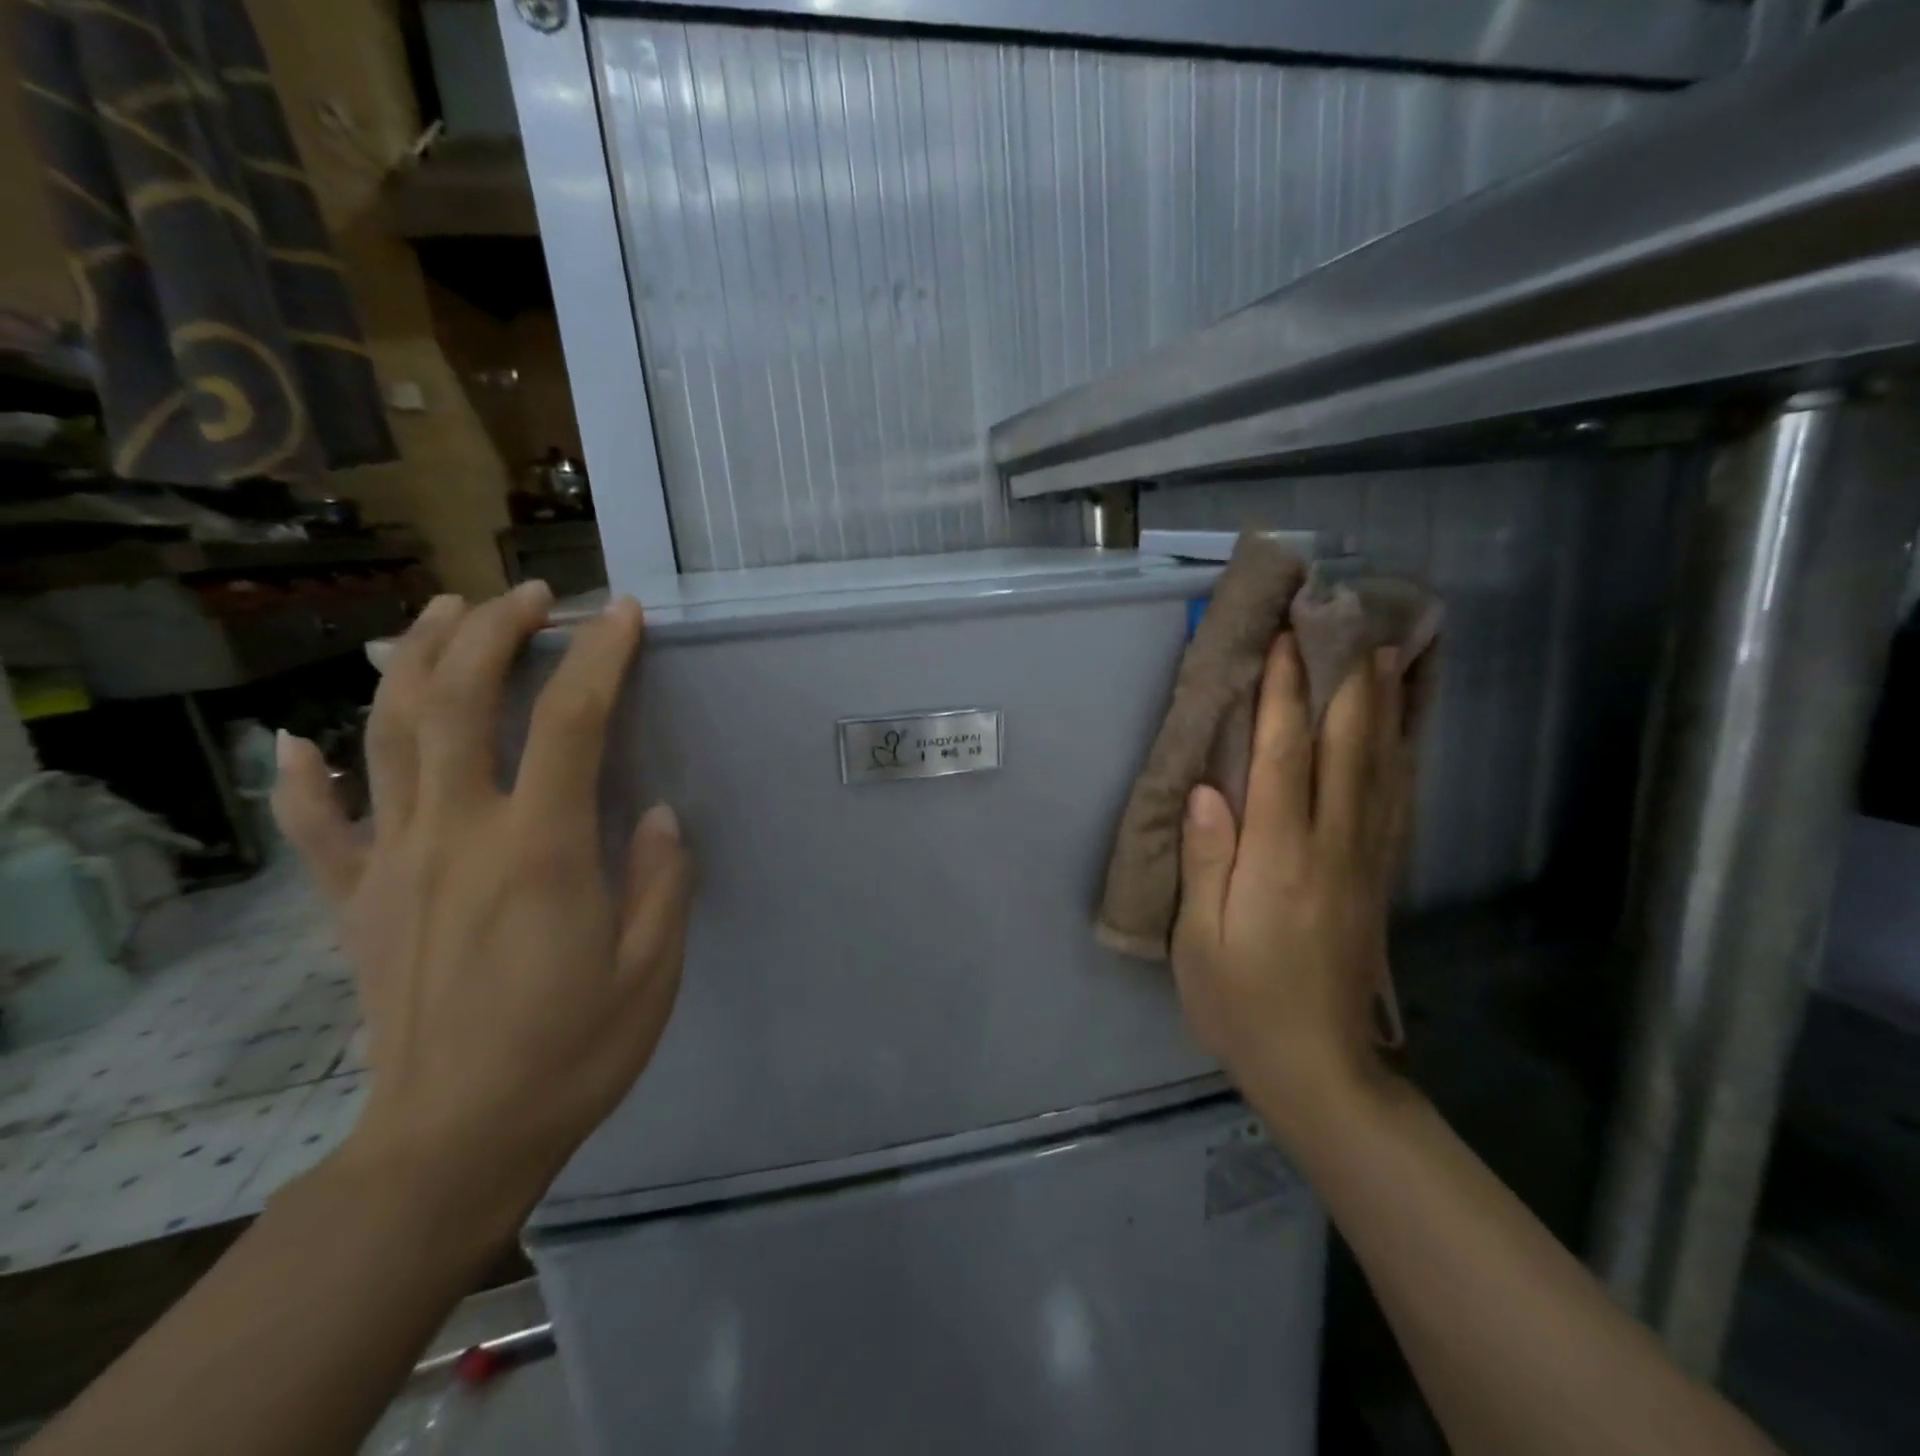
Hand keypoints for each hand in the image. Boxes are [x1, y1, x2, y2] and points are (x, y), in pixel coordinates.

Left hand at [271, 583, 691, 1235]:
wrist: (453, 1143)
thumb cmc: (572, 1052)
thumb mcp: (652, 969)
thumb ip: (660, 880)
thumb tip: (654, 813)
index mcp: (540, 850)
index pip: (572, 721)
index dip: (601, 656)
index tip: (621, 615)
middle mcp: (458, 835)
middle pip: (461, 700)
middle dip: (494, 630)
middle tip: (529, 596)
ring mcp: (395, 865)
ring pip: (388, 735)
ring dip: (415, 661)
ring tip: (441, 615)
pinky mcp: (356, 904)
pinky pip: (319, 829)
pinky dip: (306, 777)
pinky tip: (301, 741)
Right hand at [1172, 632, 1409, 1133]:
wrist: (1319, 1068)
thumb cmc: (1242, 1002)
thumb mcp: (1202, 941)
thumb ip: (1208, 861)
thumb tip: (1207, 789)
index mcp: (1281, 859)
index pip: (1286, 757)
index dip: (1287, 694)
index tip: (1287, 638)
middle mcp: (1333, 846)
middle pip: (1348, 746)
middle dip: (1347, 677)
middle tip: (1349, 617)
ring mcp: (1367, 858)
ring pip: (1384, 765)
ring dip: (1387, 702)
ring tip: (1393, 647)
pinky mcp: (1380, 873)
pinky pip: (1398, 798)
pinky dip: (1404, 750)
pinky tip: (1406, 724)